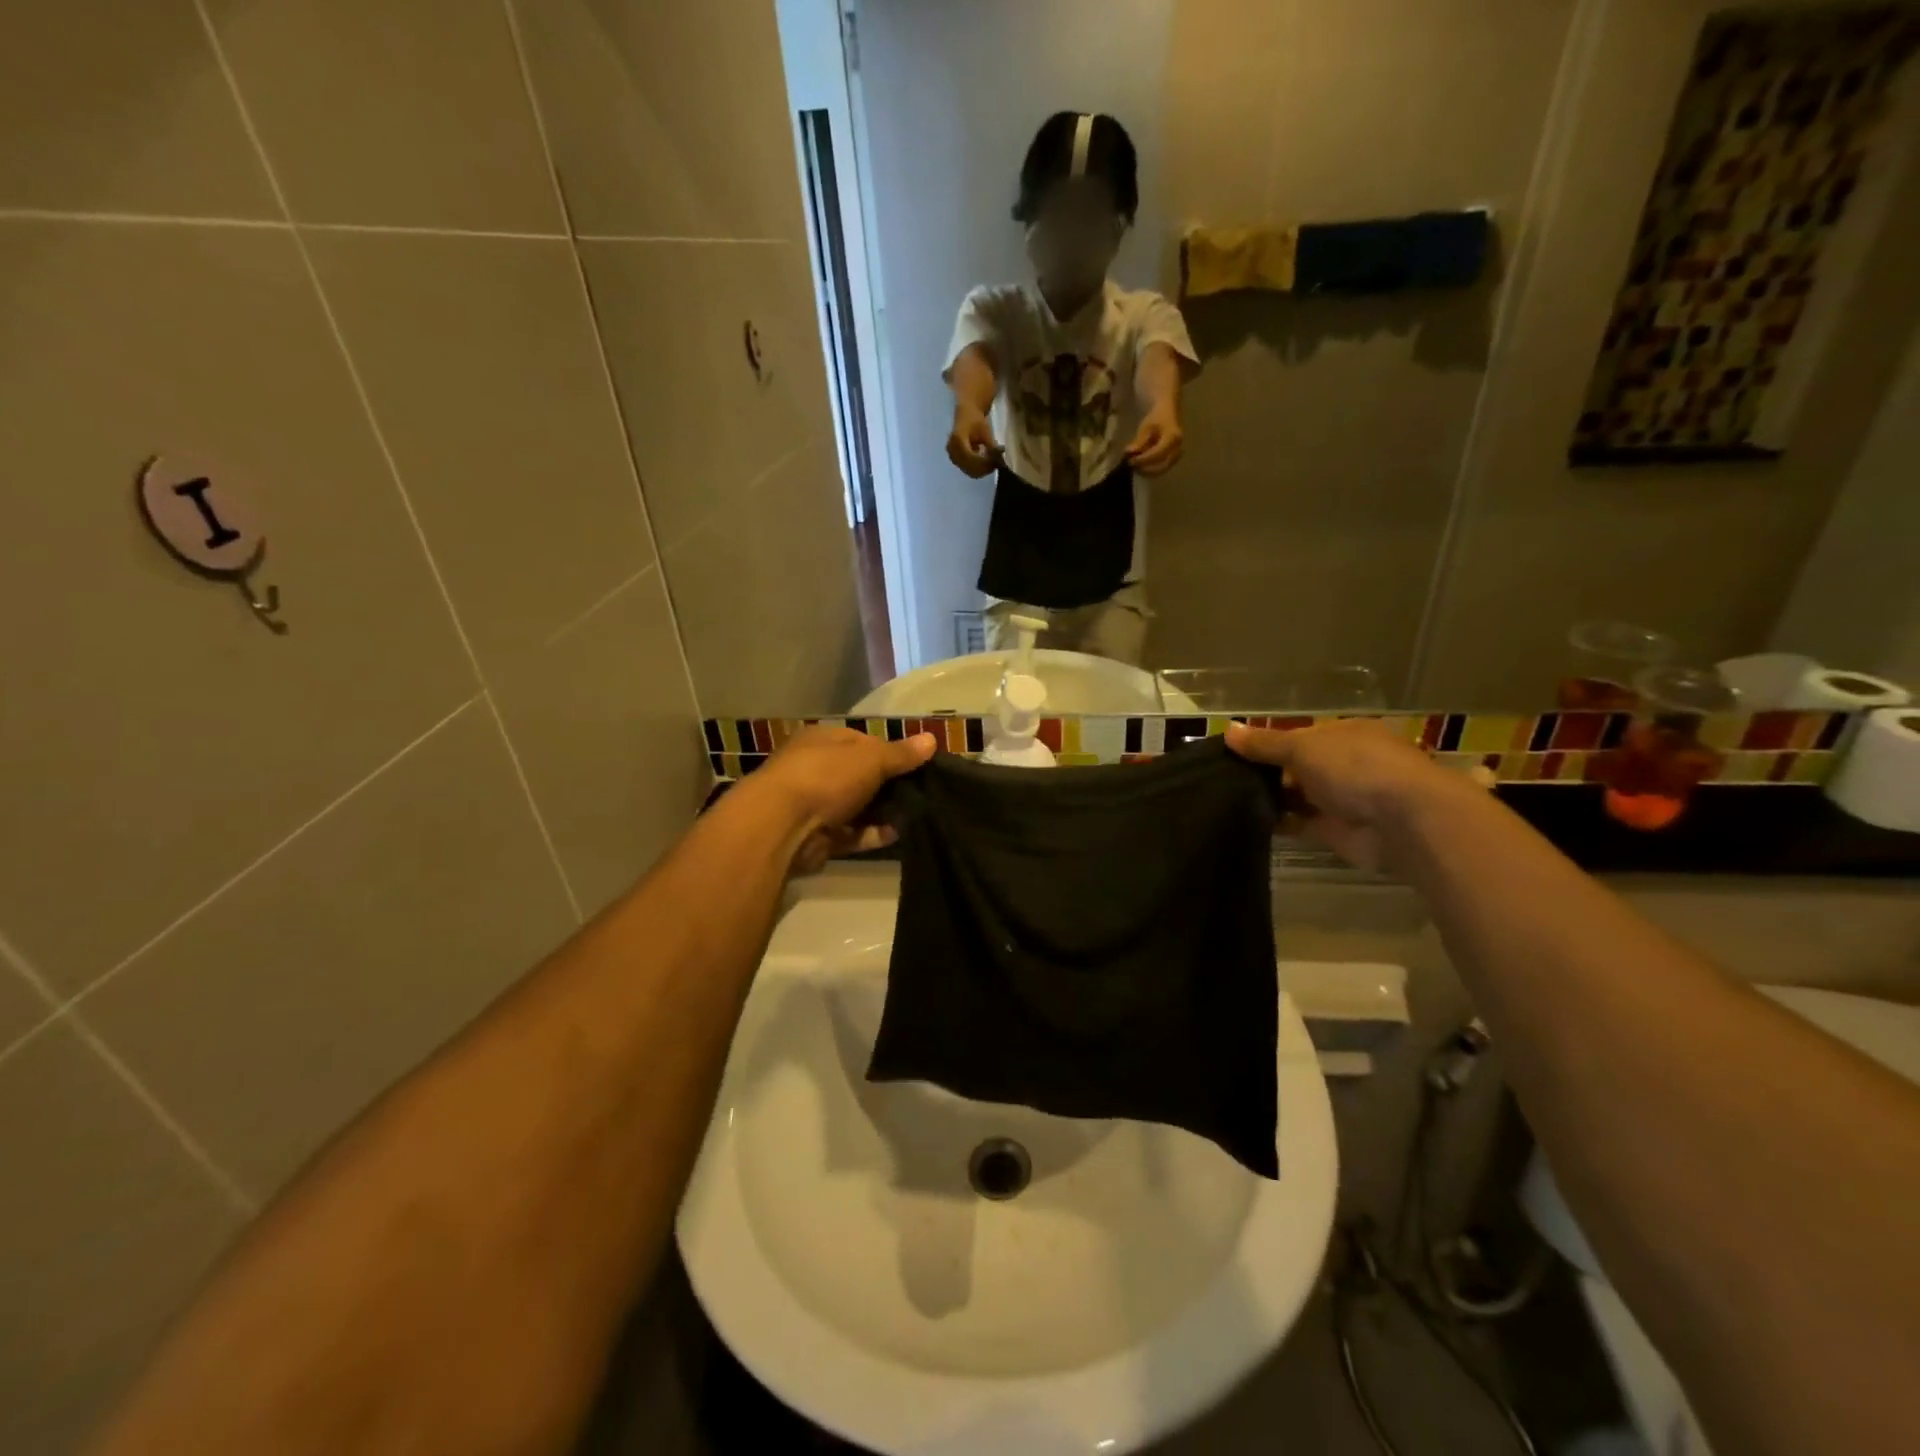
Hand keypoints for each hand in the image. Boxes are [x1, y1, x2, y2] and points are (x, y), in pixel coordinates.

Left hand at [744, 725, 936, 872]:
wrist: (781, 826)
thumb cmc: (826, 777)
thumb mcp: (871, 758)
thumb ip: (901, 754)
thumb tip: (932, 739)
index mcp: (823, 740)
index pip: (862, 742)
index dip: (890, 752)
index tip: (917, 765)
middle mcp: (815, 769)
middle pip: (859, 776)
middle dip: (888, 785)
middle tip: (922, 793)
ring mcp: (814, 804)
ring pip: (857, 807)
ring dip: (882, 812)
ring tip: (916, 815)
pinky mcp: (817, 837)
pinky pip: (850, 833)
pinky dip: (871, 834)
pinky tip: (897, 834)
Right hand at [946, 405, 1001, 477]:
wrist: (965, 414)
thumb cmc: (976, 420)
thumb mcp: (986, 432)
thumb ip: (992, 447)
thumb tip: (1000, 460)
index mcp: (958, 441)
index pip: (972, 459)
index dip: (986, 463)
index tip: (998, 462)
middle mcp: (952, 451)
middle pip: (970, 468)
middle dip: (985, 468)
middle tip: (997, 464)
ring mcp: (952, 456)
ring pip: (970, 471)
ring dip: (982, 470)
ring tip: (992, 462)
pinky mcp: (955, 460)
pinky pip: (968, 469)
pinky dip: (978, 468)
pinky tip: (985, 461)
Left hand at [1125, 407, 1184, 474]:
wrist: (1168, 412)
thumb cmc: (1157, 417)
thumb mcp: (1146, 427)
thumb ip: (1139, 441)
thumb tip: (1129, 453)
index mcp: (1172, 438)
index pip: (1157, 454)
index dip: (1142, 460)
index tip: (1130, 461)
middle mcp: (1178, 448)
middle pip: (1161, 466)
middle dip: (1145, 469)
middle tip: (1132, 465)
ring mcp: (1177, 455)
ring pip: (1162, 470)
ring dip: (1147, 471)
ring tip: (1136, 465)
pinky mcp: (1174, 458)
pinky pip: (1162, 468)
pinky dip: (1151, 469)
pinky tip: (1142, 465)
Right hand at [1226, 718, 1482, 871]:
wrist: (1403, 822)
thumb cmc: (1355, 767)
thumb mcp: (1302, 746)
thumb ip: (1265, 743)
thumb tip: (1228, 730)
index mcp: (1343, 734)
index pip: (1298, 736)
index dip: (1267, 743)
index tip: (1232, 753)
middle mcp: (1344, 764)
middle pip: (1296, 766)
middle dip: (1264, 772)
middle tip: (1220, 777)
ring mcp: (1341, 799)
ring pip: (1295, 795)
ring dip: (1268, 798)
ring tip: (1224, 799)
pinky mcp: (1334, 831)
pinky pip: (1298, 824)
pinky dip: (1276, 823)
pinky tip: (1244, 820)